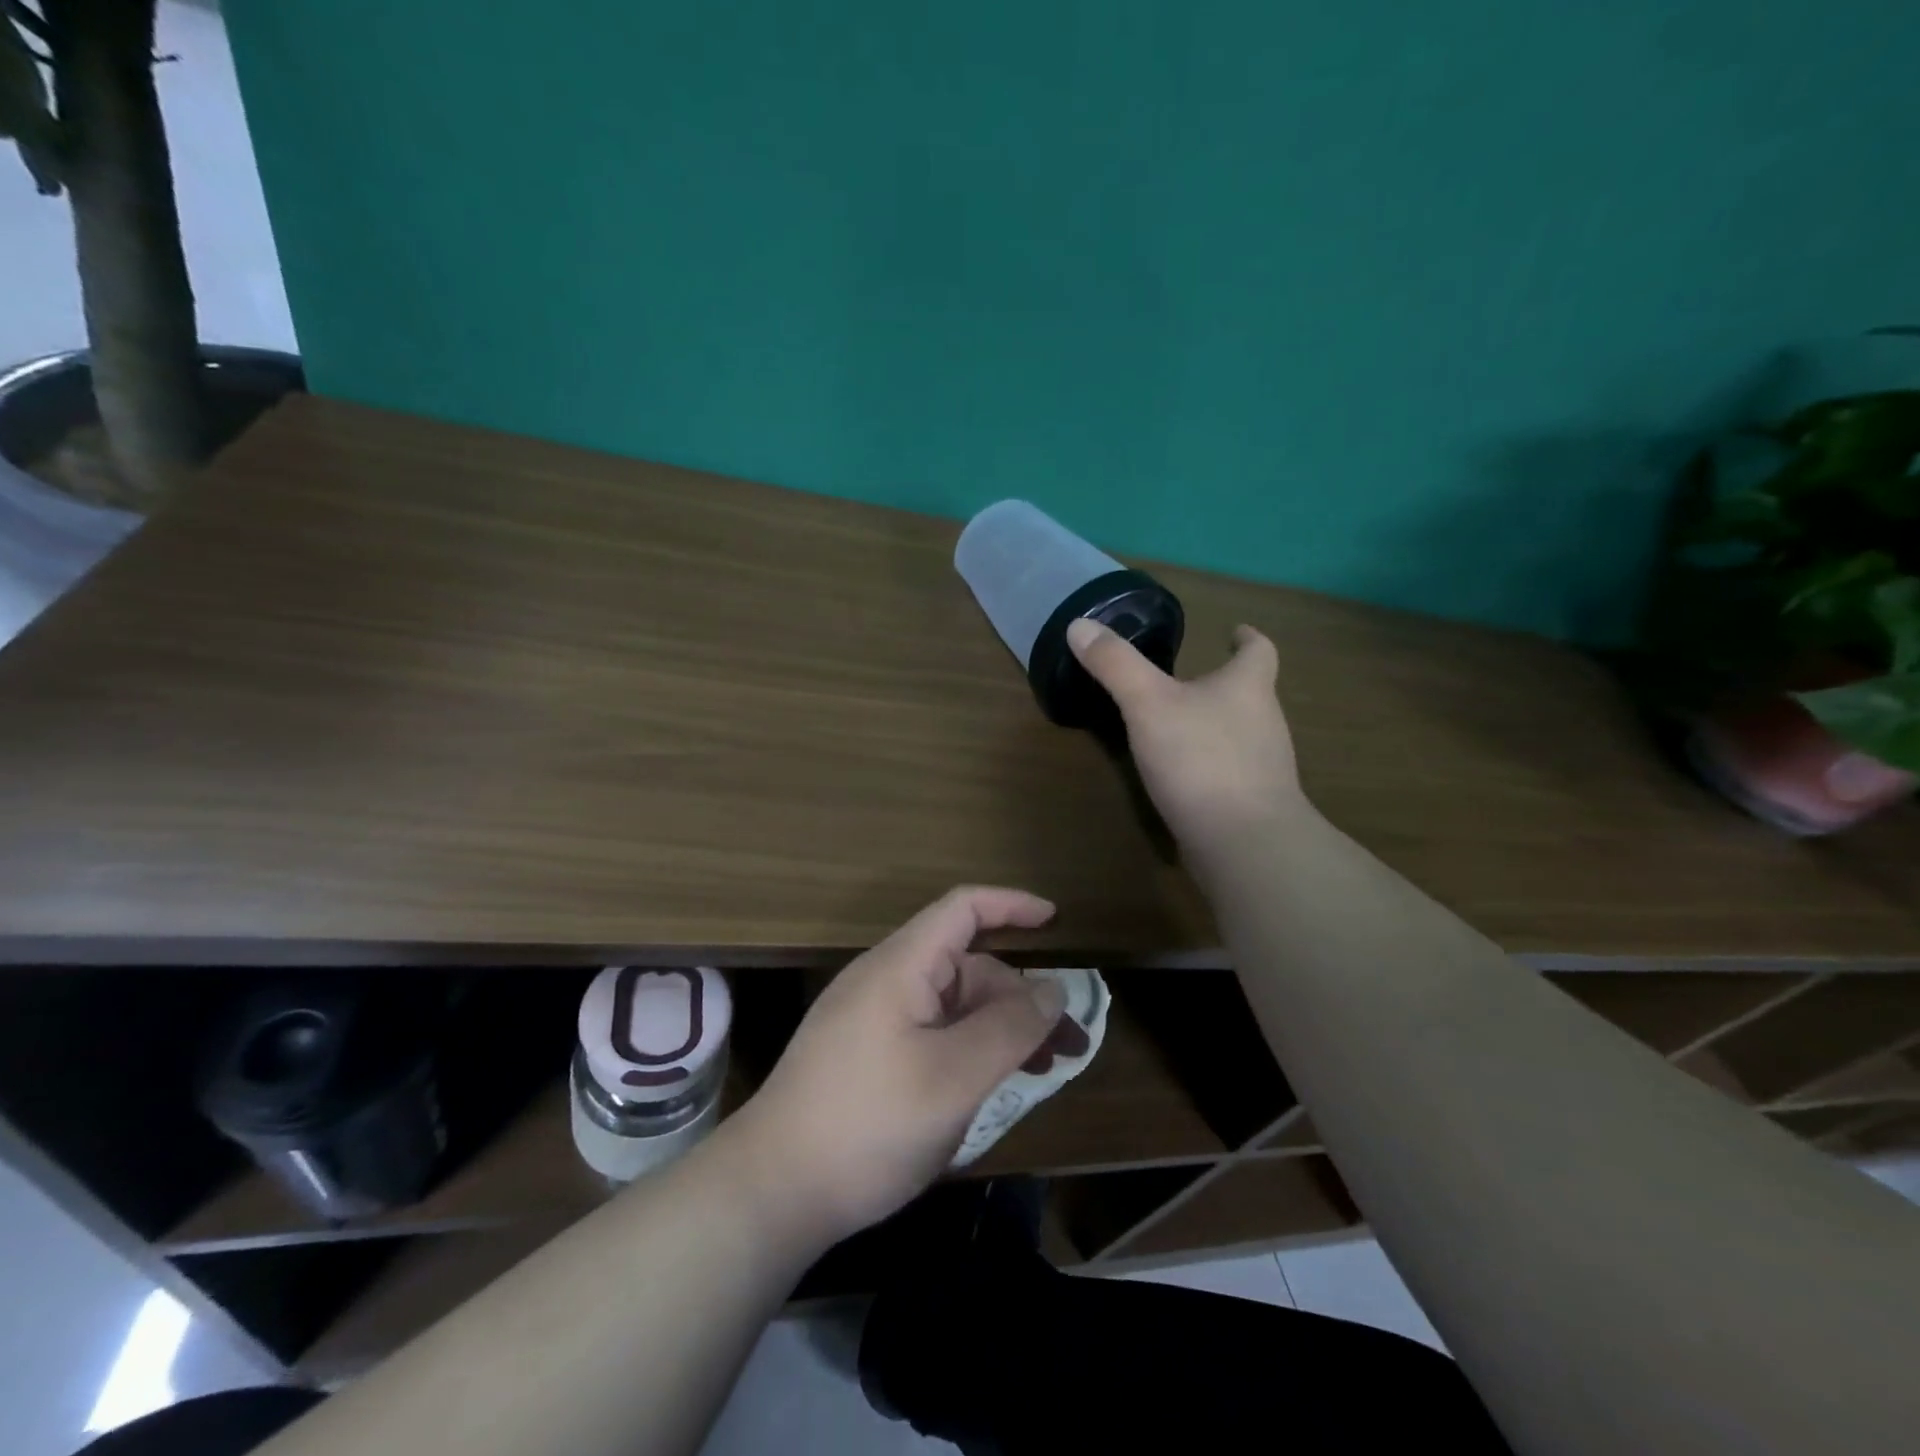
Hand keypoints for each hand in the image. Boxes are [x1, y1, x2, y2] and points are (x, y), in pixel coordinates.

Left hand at [728, 887, 1069, 1247]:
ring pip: (953, 1006)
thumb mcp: (954, 1077)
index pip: (962, 909)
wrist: (771, 1191)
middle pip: (967, 967)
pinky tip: (992, 1084)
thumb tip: (1053, 988)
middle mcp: (886, 981)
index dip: (1011, 905)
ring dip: (1000, 1028)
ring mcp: (873, 1019)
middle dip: (1022, 996)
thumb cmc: (868, 1123)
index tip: (1056, 922)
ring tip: (1046, 1069)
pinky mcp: (867, 1056)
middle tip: (1070, 1045)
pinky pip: (932, 1034)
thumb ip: (1010, 1027)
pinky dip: (970, 1049)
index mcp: (901, 966)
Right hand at [1067, 618, 1303, 845]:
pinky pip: (1231, 772)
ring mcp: (1264, 766)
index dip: (1247, 639)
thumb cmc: (1200, 759)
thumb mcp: (1147, 704)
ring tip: (1178, 725)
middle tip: (1187, 679)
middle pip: (1251, 692)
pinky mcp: (1253, 803)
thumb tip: (1080, 624)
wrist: (1244, 842)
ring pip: (1241, 733)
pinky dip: (1210, 765)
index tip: (1234, 632)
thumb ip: (1115, 665)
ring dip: (1215, 725)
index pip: (1259, 650)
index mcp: (1247, 687)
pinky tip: (1182, 777)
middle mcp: (1265, 722)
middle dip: (1223, 684)